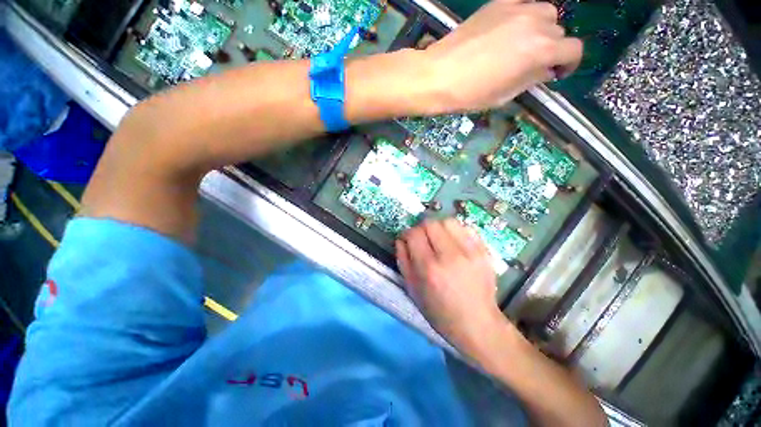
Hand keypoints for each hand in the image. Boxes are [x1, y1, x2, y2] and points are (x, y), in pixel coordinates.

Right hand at [396, 219, 505, 354]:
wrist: (477, 324)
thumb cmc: (440, 312)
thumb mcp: (413, 290)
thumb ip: (403, 260)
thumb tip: (401, 239)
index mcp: (429, 268)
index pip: (414, 233)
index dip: (407, 234)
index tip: (408, 240)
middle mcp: (450, 256)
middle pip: (430, 222)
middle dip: (422, 228)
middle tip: (423, 240)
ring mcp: (470, 251)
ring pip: (448, 221)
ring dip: (439, 227)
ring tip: (439, 239)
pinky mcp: (484, 251)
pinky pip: (466, 228)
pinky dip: (456, 231)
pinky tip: (455, 243)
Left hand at [420, 0, 581, 112]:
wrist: (439, 75)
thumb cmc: (471, 93)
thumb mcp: (505, 95)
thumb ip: (532, 79)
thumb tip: (547, 70)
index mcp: (541, 51)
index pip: (574, 50)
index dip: (569, 64)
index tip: (557, 73)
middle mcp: (536, 23)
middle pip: (559, 32)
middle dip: (551, 49)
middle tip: (532, 63)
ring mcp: (518, 8)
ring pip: (545, 13)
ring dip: (541, 29)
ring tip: (522, 44)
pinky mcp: (499, 3)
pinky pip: (524, 3)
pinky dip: (524, 14)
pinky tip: (510, 28)